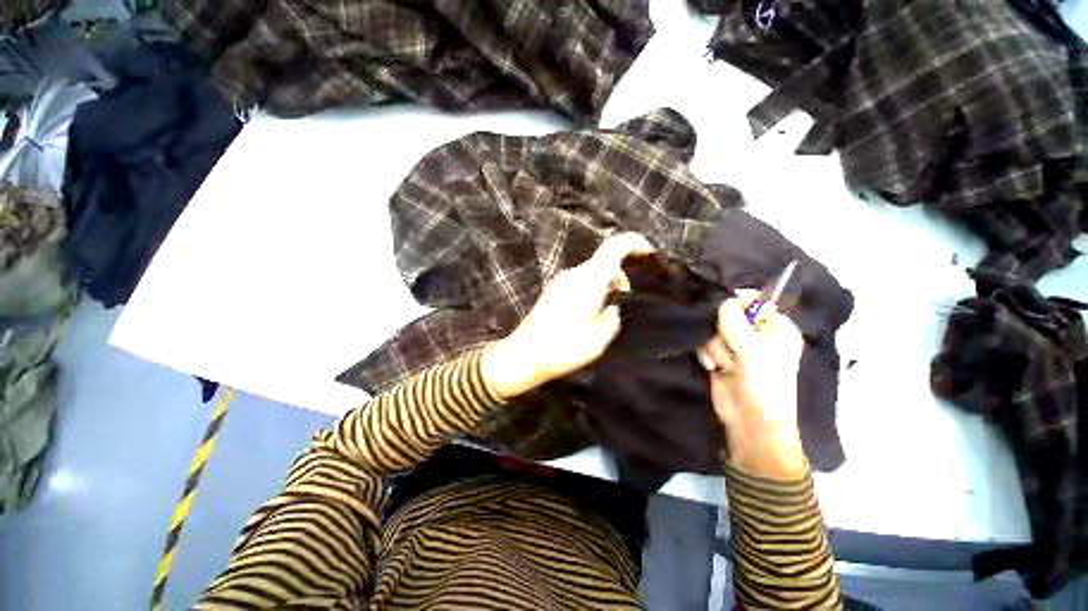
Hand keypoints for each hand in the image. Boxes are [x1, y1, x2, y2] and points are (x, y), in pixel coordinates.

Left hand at [483, 233, 654, 398]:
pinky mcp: (553, 291)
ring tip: (608, 313)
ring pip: (592, 273)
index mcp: (588, 279)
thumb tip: (613, 306)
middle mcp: (574, 274)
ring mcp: (561, 281)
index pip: (615, 247)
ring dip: (606, 286)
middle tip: (626, 303)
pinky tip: (591, 314)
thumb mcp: (600, 338)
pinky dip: (593, 290)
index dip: (636, 243)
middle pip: (604, 262)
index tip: (650, 255)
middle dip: (621, 277)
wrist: (524, 355)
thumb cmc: (563, 348)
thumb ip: (613, 316)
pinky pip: (580, 282)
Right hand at [698, 292, 807, 478]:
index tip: (723, 308)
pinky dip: (707, 355)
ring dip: (716, 348)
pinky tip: (714, 368)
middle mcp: (756, 334)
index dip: (737, 302)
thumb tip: (723, 301)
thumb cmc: (764, 383)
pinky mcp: (720, 356)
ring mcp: (736, 346)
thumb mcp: (753, 350)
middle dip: (723, 332)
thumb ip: (735, 322)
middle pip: (727, 315)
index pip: (755, 301)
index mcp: (776, 328)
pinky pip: (705, 344)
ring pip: (713, 330)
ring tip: (726, 365)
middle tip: (732, 349)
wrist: (750, 419)